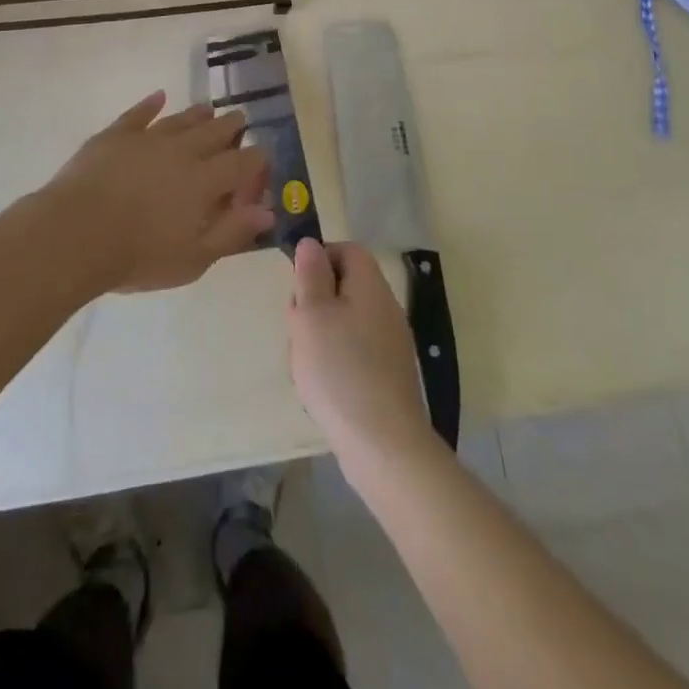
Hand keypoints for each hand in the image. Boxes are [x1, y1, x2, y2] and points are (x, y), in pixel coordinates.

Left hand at [35, 91, 273, 294]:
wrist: (75, 234)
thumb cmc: (138, 254)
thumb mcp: (194, 258)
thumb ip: (232, 232)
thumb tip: (267, 211)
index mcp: (205, 181)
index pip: (242, 163)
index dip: (256, 159)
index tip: (263, 156)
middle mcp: (182, 151)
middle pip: (214, 132)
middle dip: (231, 126)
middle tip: (241, 119)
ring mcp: (147, 139)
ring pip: (180, 120)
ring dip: (197, 114)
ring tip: (209, 108)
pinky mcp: (115, 136)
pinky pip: (137, 114)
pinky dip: (150, 105)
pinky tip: (159, 96)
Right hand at [288, 238, 436, 469]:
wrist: (383, 444)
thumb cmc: (340, 369)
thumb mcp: (312, 315)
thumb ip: (310, 276)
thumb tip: (311, 244)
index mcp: (371, 286)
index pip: (348, 250)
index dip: (320, 259)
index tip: (298, 286)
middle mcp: (387, 308)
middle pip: (346, 286)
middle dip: (316, 301)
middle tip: (297, 327)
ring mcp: (391, 343)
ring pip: (347, 320)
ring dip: (321, 333)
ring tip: (305, 361)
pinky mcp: (389, 375)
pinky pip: (356, 351)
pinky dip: (336, 360)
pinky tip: (323, 386)